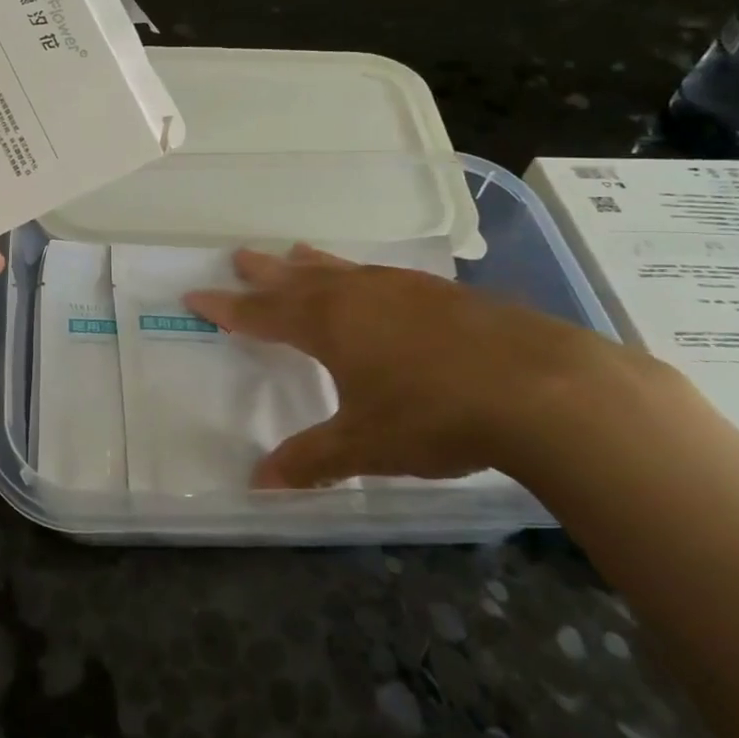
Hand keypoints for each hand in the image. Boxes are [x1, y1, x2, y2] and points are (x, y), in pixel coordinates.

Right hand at [183, 245, 646, 487]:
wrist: (544, 388)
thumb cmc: (434, 414)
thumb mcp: (364, 445)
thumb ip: (311, 460)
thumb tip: (259, 485)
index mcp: (327, 324)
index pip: (261, 313)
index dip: (227, 307)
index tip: (195, 294)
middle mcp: (358, 295)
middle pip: (298, 278)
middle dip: (265, 272)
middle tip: (240, 255)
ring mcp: (404, 288)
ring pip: (343, 269)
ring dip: (313, 264)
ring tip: (296, 252)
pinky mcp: (445, 294)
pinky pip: (383, 276)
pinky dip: (360, 275)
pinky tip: (376, 284)